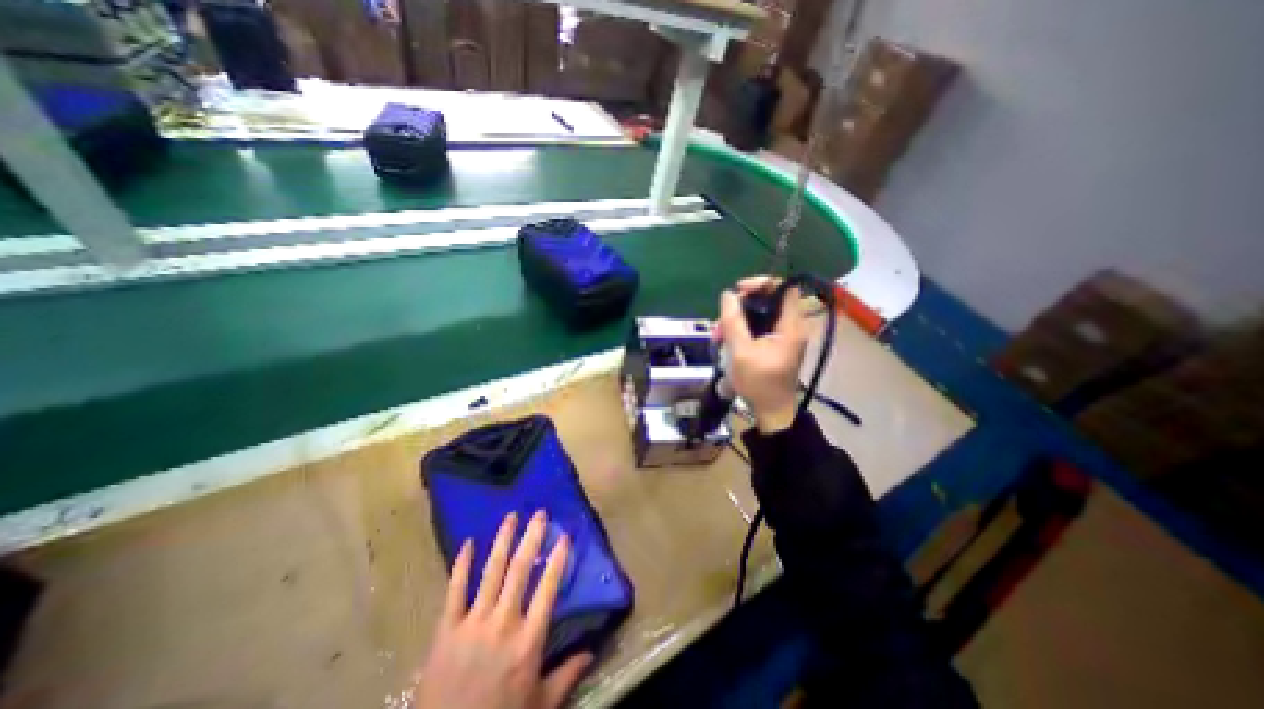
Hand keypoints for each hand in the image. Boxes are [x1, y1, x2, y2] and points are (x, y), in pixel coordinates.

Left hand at [415, 513, 592, 708]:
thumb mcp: (540, 704)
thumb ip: (567, 675)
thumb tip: (593, 651)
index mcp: (528, 640)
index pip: (548, 588)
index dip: (558, 559)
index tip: (564, 536)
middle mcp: (503, 623)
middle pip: (520, 570)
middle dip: (532, 537)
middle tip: (539, 513)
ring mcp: (473, 623)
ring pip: (491, 572)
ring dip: (502, 540)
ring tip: (511, 516)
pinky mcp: (446, 630)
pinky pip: (454, 590)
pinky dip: (461, 565)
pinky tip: (467, 543)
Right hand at [716, 274, 804, 432]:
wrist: (771, 411)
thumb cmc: (758, 382)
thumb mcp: (741, 351)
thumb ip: (733, 321)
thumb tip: (727, 294)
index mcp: (790, 326)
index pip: (783, 288)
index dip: (761, 283)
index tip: (739, 291)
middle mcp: (791, 326)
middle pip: (768, 300)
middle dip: (742, 305)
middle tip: (722, 319)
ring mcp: (783, 336)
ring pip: (760, 315)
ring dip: (738, 319)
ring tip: (718, 335)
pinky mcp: (775, 345)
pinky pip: (759, 327)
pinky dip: (743, 329)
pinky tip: (726, 340)